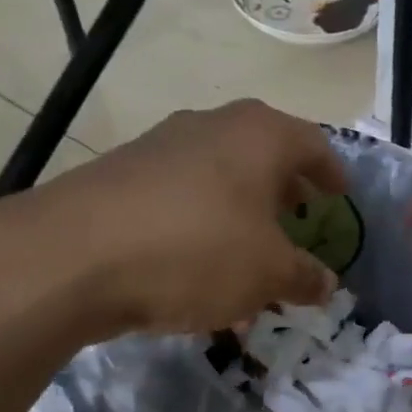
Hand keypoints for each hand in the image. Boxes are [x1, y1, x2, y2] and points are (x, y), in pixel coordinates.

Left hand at [11, 101, 344, 336]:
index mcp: (258, 136)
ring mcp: (159, 148)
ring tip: (248, 265)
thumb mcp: (267, 274)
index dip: (332, 173)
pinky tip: (196, 277)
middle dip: (283, 194)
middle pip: (262, 156)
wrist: (71, 257)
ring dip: (240, 220)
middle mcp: (210, 128)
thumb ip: (304, 277)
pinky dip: (200, 231)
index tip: (340, 196)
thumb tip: (326, 283)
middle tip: (297, 220)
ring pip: (218, 182)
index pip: (313, 144)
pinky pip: (179, 202)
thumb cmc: (197, 252)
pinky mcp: (119, 177)